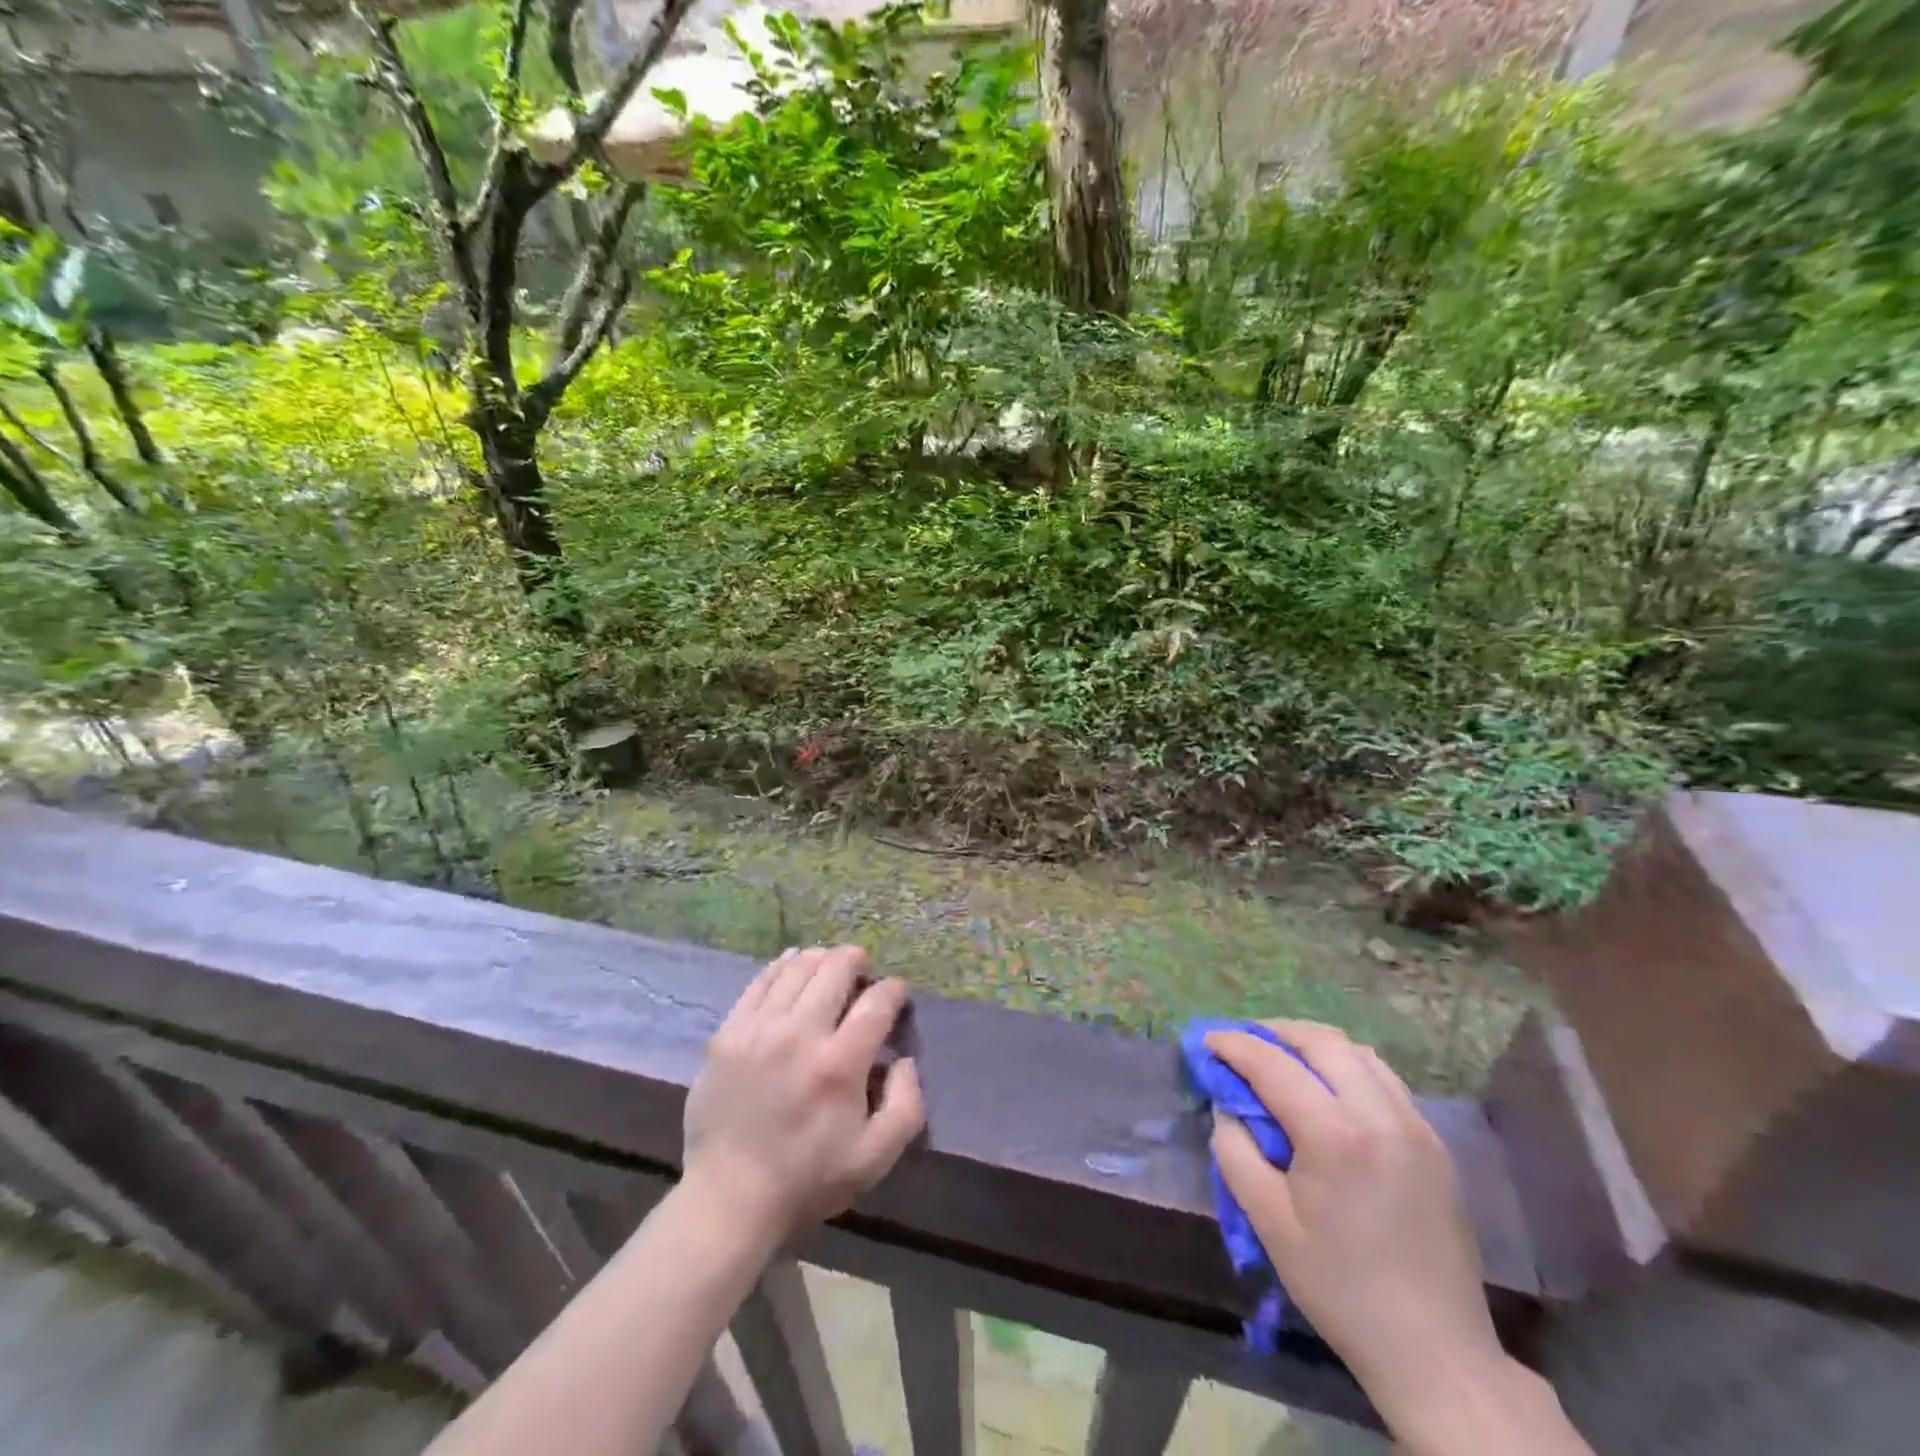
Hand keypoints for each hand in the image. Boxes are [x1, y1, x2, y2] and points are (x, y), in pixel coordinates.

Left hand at [683, 946, 924, 1246]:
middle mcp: (800, 1034)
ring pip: (798, 968)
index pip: (876, 1002)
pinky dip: (782, 965)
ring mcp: (760, 1029)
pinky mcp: (729, 1033)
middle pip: (835, 970)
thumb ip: (905, 1105)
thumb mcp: (874, 1158)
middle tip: (862, 968)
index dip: (893, 990)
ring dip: (821, 959)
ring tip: (830, 964)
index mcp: (840, 1064)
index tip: (896, 993)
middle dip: (856, 961)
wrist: (729, 1198)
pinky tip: (793, 963)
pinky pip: (760, 982)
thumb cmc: (808, 1179)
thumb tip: (905, 1060)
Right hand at [1207, 1021, 1504, 1429]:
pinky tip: (1329, 1090)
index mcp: (1336, 1136)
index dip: (1234, 1046)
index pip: (1273, 1065)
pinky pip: (1385, 1080)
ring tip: (1283, 1058)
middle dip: (1275, 1032)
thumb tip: (1228, 1108)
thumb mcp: (1268, 1222)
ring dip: (1314, 1045)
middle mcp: (1380, 1115)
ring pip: (1358, 1053)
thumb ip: (1236, 1152)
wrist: (1435, 1352)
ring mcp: (1416, 1126)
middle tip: (1243, 1043)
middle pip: (1321, 1042)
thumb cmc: (1340, 1287)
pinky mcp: (1435, 1144)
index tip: (1207, 1041)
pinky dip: (1348, 1067)